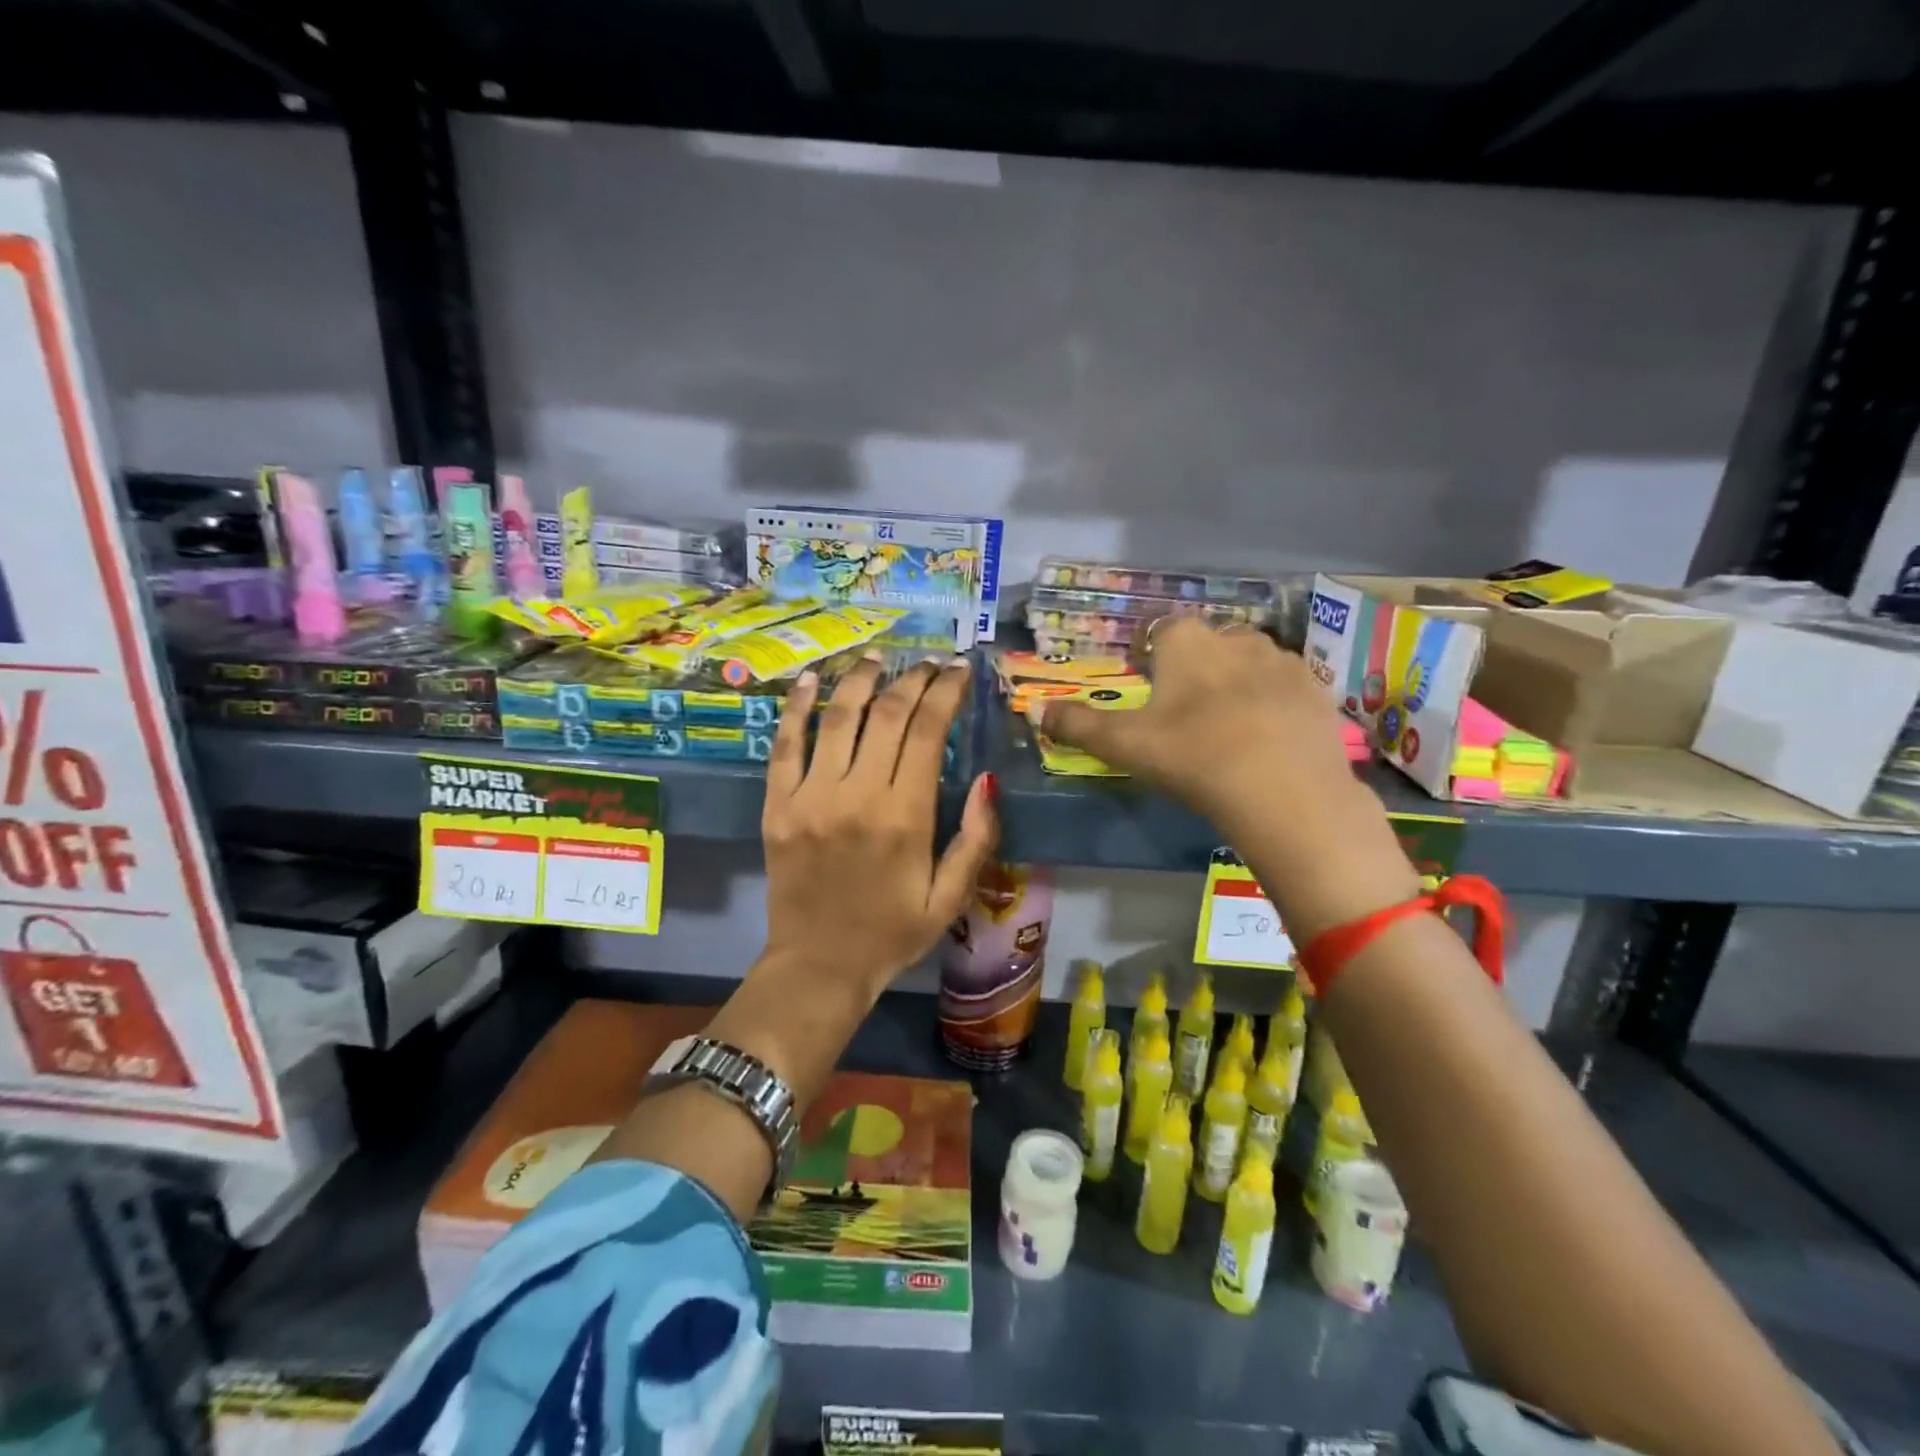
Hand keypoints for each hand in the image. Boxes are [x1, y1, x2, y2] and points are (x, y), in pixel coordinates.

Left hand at [761, 656, 997, 1003]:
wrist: (818, 967)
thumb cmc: (892, 934)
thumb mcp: (951, 898)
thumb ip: (976, 839)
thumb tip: (988, 780)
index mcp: (905, 816)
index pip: (928, 730)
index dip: (946, 691)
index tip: (958, 670)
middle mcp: (857, 794)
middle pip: (887, 714)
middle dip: (912, 679)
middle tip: (927, 662)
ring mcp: (810, 796)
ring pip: (838, 717)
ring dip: (860, 679)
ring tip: (877, 658)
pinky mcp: (776, 805)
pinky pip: (784, 745)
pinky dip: (797, 707)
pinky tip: (811, 680)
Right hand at [1039, 618, 1417, 940]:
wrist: (1287, 792)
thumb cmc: (1194, 757)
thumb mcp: (1125, 745)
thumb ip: (1079, 725)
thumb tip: (1037, 710)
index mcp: (1188, 644)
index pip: (1162, 631)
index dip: (1151, 654)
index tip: (1146, 682)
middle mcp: (1237, 638)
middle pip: (1209, 642)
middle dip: (1196, 665)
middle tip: (1185, 709)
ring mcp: (1284, 662)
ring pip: (1251, 661)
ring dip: (1236, 680)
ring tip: (1228, 723)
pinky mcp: (1319, 692)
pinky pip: (1287, 687)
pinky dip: (1274, 702)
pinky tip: (1268, 737)